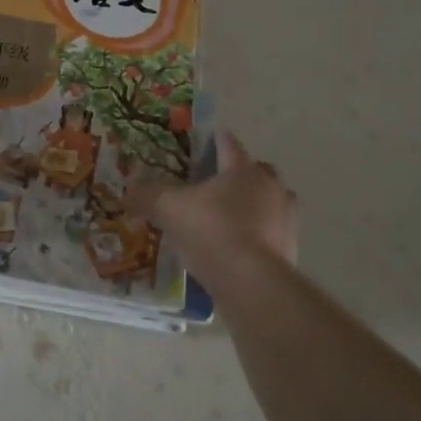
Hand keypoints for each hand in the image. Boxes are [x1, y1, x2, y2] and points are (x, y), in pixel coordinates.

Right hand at [127, 130, 297, 263]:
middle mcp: (271, 188)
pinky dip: (259, 235)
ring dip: (255, 205)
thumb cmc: (211, 231)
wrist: (252, 283)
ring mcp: (286, 220)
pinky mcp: (290, 250)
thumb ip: (148, 192)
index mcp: (243, 170)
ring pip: (272, 202)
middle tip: (218, 182)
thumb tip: (129, 184)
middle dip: (240, 173)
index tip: (209, 137)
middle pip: (258, 171)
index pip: (228, 144)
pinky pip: (273, 234)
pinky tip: (240, 247)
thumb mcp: (169, 208)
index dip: (216, 139)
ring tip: (231, 217)